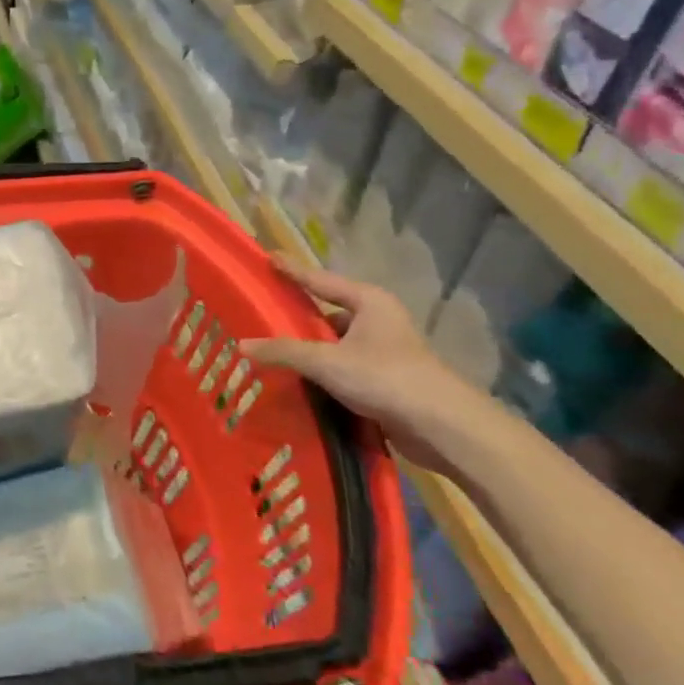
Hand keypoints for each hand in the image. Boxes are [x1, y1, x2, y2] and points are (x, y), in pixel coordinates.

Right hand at [239, 263, 475, 445]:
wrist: (442, 427)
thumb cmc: (385, 378)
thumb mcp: (326, 361)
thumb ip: (283, 351)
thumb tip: (241, 345)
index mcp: (368, 302)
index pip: (320, 280)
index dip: (293, 271)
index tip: (269, 258)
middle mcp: (377, 320)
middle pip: (327, 313)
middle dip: (297, 319)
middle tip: (261, 316)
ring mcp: (383, 351)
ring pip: (334, 344)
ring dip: (308, 350)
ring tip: (272, 352)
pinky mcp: (385, 379)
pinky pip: (342, 367)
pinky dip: (322, 372)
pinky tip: (297, 380)